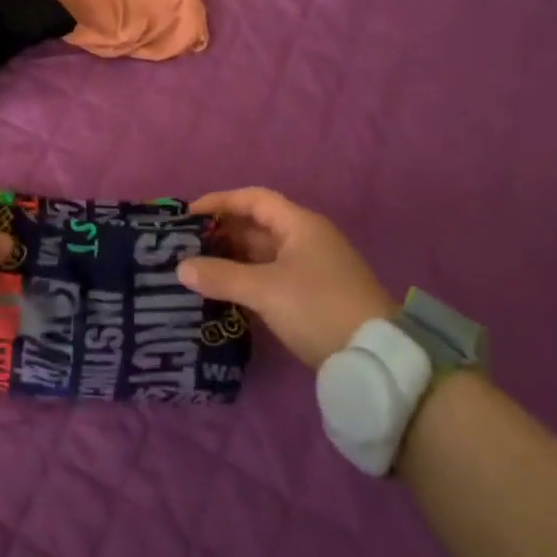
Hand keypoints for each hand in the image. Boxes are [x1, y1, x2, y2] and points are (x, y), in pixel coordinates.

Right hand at [178, 188, 394, 368]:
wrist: (375, 358)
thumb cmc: (318, 308)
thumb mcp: (265, 291)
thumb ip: (221, 276)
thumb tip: (181, 268)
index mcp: (300, 225)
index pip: (253, 199)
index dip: (219, 202)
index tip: (188, 215)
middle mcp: (307, 239)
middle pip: (257, 225)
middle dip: (222, 232)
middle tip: (186, 245)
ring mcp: (312, 267)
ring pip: (263, 252)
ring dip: (232, 257)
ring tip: (198, 267)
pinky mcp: (313, 294)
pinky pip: (271, 274)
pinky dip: (247, 277)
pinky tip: (225, 290)